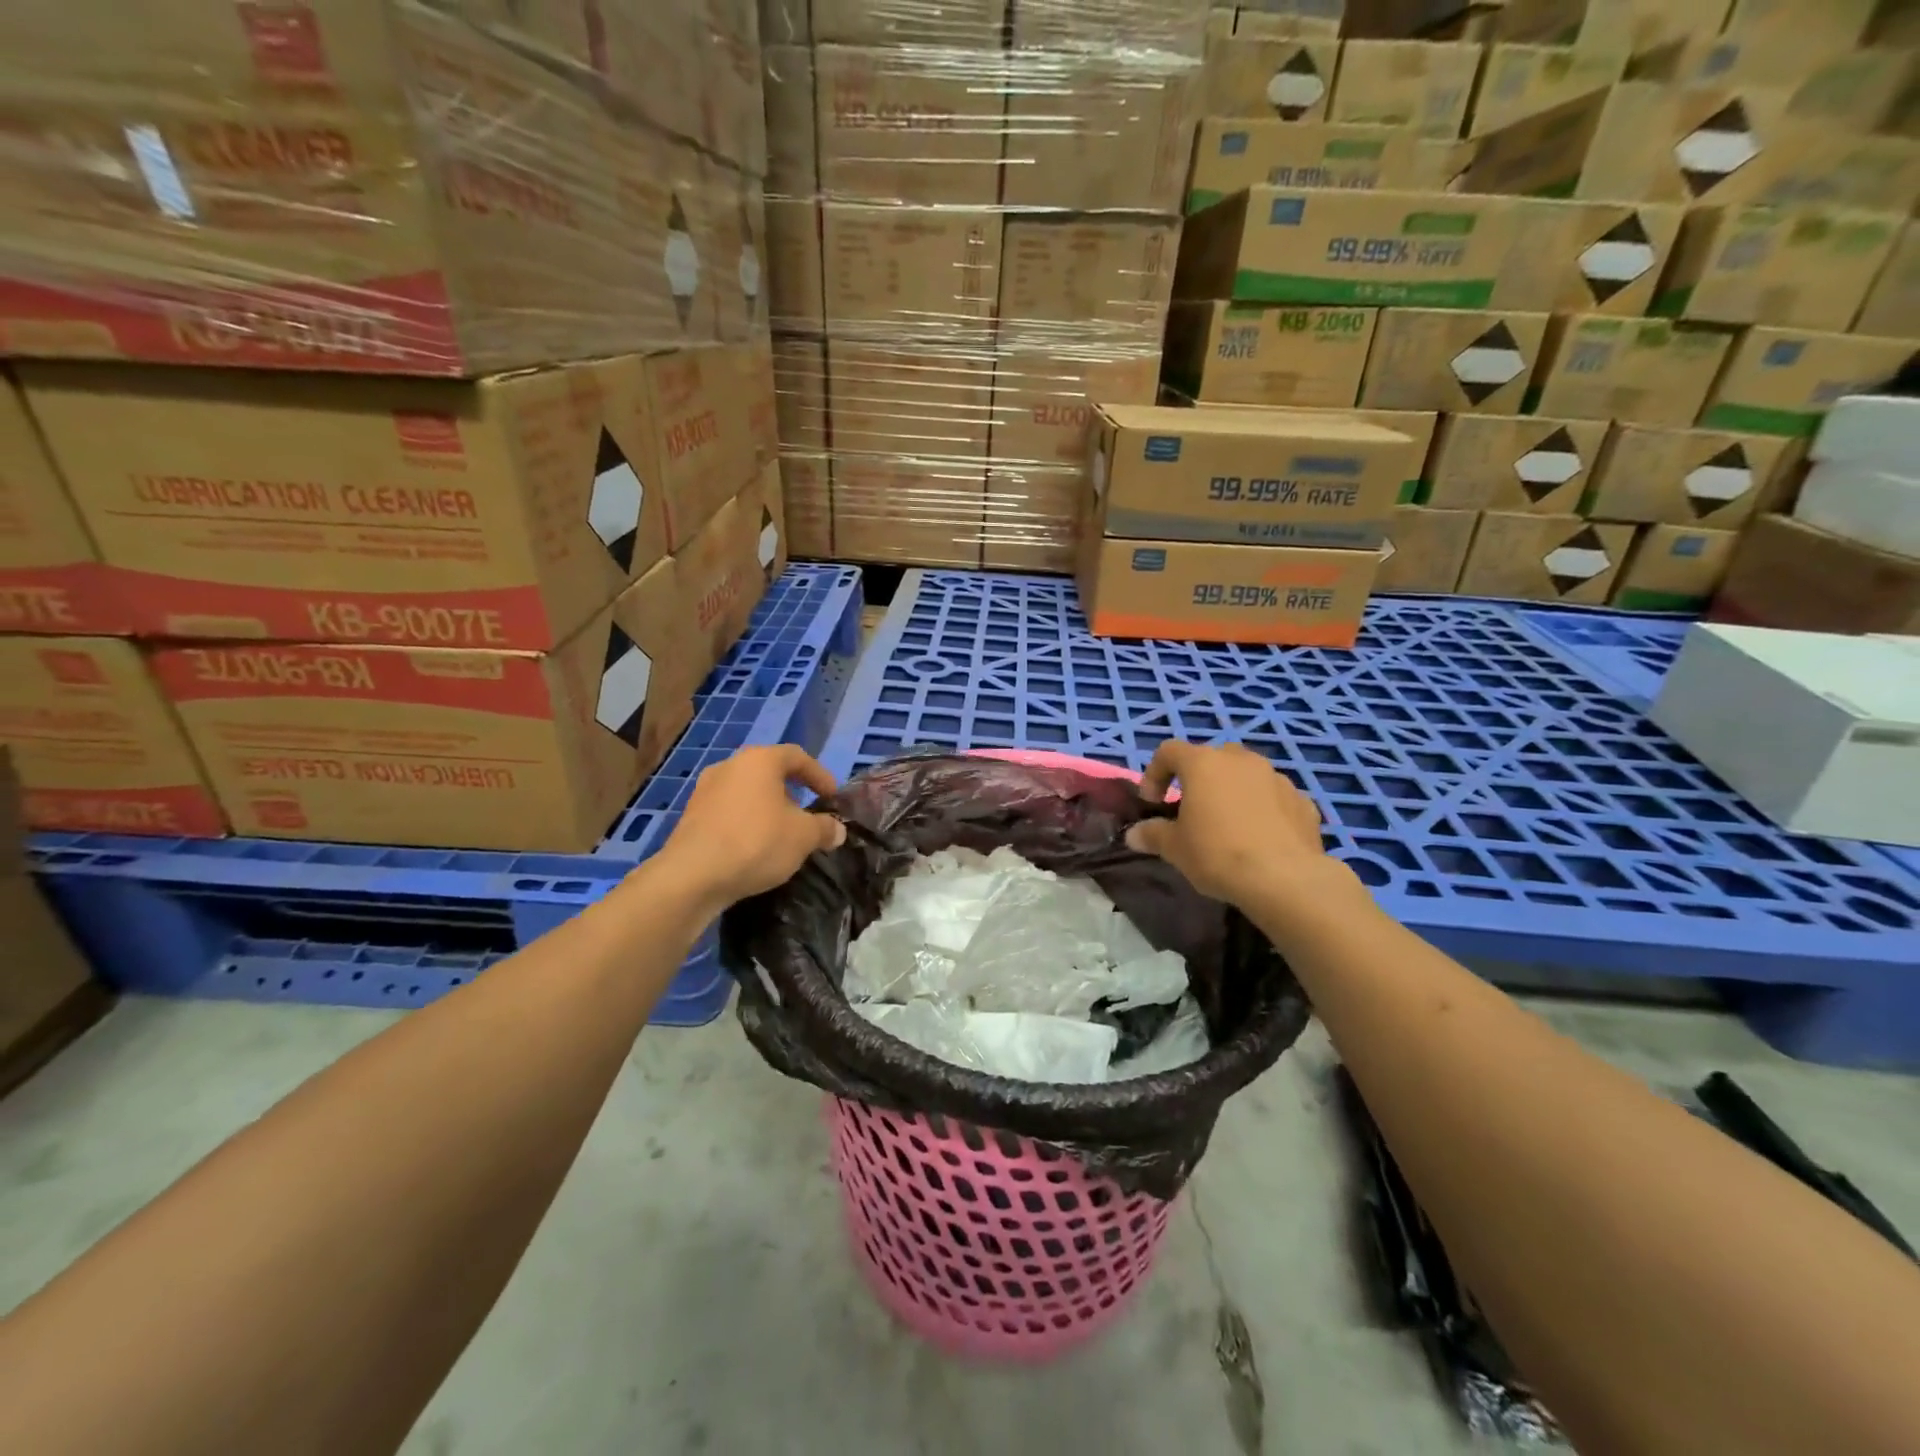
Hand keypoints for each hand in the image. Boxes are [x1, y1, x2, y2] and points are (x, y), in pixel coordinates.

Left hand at [657, 746, 847, 914]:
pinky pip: (728, 812)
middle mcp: (730, 766)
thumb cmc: (757, 842)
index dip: (819, 775)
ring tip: (782, 833)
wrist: (693, 876)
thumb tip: (837, 829)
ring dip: (767, 808)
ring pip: (747, 792)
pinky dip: (746, 822)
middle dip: (792, 791)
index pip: (797, 756)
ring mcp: (705, 790)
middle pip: (769, 772)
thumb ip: (824, 828)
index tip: (832, 797)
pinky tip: (754, 847)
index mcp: (760, 760)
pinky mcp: (691, 816)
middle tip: (807, 813)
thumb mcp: (804, 837)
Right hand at [1125, 741, 1330, 906]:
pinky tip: (1261, 838)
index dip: (1154, 773)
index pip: (1169, 751)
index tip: (1153, 803)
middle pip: (1211, 758)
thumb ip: (1152, 835)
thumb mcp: (1174, 848)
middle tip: (1192, 810)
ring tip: (1229, 824)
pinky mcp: (1303, 801)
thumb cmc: (1217, 854)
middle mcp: (1241, 760)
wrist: (1285, 879)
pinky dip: (1264, 809)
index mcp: (1204, 764)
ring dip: (1233, 792)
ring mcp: (1276, 778)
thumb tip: (1134, 835)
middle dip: (1198, 779)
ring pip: (1247, 775)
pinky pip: (1274, 798)